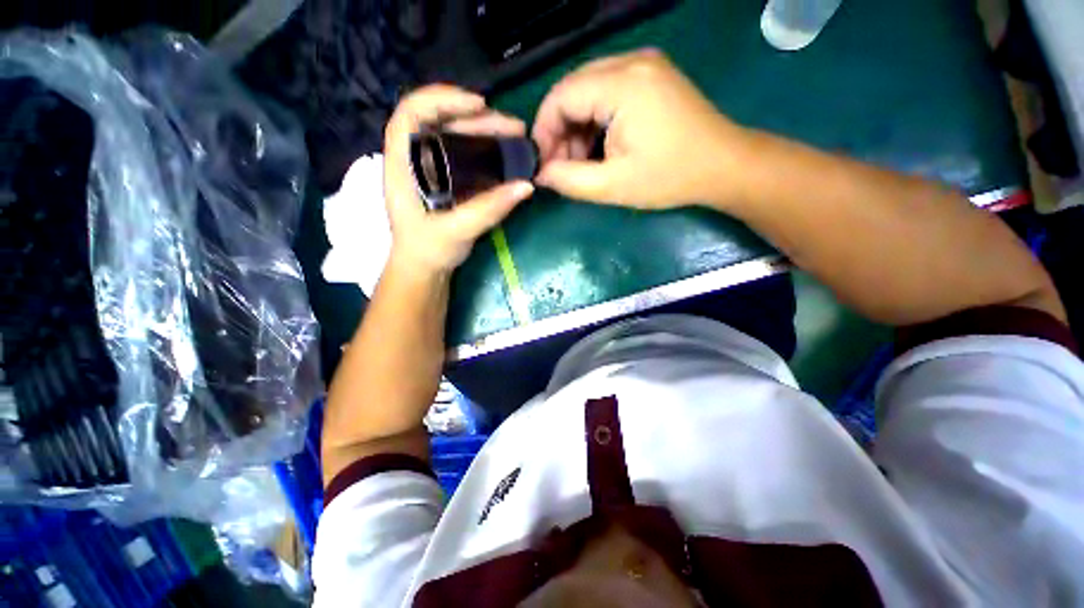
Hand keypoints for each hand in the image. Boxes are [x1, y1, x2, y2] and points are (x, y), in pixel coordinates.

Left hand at [384, 85, 534, 277]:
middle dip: (479, 120)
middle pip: (442, 122)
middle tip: (515, 128)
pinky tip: (504, 156)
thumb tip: (526, 186)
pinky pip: (464, 155)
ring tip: (516, 137)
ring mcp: (430, 169)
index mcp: (401, 163)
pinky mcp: (444, 180)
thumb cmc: (428, 250)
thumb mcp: (457, 230)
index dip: (443, 99)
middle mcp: (413, 158)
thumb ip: (489, 209)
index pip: (412, 112)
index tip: (479, 105)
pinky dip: (485, 150)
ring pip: (455, 137)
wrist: (424, 269)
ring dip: (486, 133)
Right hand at [533, 49, 746, 208]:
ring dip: (577, 126)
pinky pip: (607, 90)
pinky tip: (597, 145)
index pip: (561, 96)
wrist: (723, 165)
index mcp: (623, 84)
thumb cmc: (669, 178)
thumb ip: (570, 180)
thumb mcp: (613, 186)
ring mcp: (644, 64)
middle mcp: (631, 61)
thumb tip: (541, 175)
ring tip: (579, 161)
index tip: (542, 163)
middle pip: (573, 89)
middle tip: (560, 166)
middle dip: (560, 130)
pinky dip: (594, 118)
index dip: (544, 130)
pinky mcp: (650, 75)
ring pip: (588, 89)